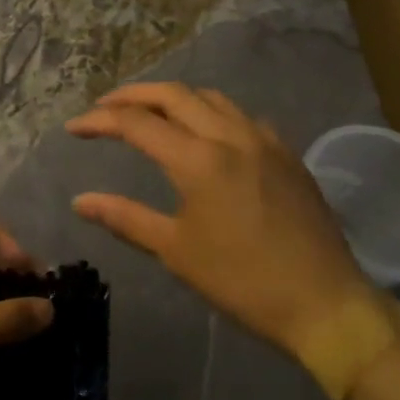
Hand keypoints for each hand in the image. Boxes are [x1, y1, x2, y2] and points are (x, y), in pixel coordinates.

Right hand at [66, 83, 372, 354]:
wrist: (326, 305)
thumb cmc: (243, 281)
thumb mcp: (176, 251)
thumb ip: (125, 217)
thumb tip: (80, 201)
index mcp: (198, 159)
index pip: (136, 123)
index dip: (99, 121)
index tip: (73, 128)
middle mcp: (229, 135)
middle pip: (172, 94)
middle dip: (132, 95)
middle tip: (104, 107)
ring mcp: (263, 139)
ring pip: (209, 97)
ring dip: (172, 98)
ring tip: (149, 112)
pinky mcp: (286, 152)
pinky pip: (240, 115)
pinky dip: (209, 112)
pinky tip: (204, 133)